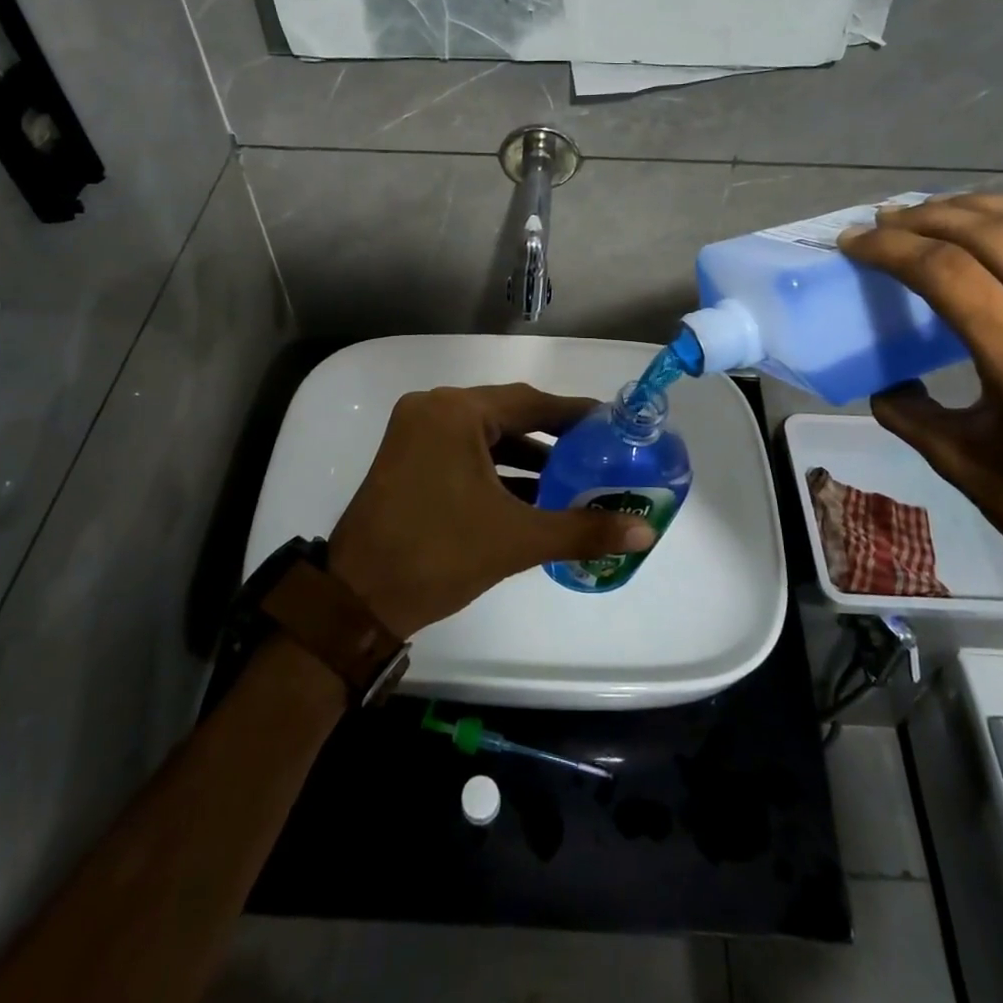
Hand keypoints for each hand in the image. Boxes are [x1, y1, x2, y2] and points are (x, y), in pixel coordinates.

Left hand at [326, 384, 655, 636]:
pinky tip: (533, 495)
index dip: (575, 415)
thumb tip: (645, 531)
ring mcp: (416, 433)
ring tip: (573, 479)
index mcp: (456, 413)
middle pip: (508, 414)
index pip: (531, 402)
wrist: (357, 600)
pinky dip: (497, 470)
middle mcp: (433, 410)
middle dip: (553, 437)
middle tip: (598, 453)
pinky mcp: (408, 458)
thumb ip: (584, 530)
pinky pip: (464, 452)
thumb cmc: (438, 556)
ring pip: (486, 435)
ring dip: (526, 456)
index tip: (613, 427)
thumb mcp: (517, 539)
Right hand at [838, 194, 1002, 625]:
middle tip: (886, 219)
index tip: (855, 241)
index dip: (893, 248)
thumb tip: (881, 379)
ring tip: (938, 212)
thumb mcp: (962, 465)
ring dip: (984, 209)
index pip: (951, 275)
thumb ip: (908, 410)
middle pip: (999, 235)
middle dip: (930, 217)